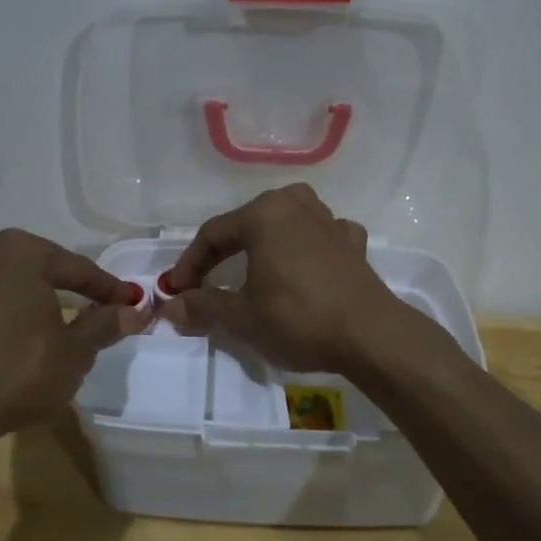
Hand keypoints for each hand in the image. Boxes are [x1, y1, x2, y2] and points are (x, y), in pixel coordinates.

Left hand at [0, 229, 150, 436]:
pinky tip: (34, 338)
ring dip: (47, 304)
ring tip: (73, 324)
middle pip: (48, 272)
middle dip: (77, 291)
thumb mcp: (75, 350)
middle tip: (107, 310)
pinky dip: (21, 316)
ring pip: (21, 288)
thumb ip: (106, 324)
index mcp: (21, 252)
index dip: (111, 289)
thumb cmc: (20, 370)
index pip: (79, 269)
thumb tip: (135, 311)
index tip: (135, 303)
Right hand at [159, 184, 411, 373]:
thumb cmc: (298, 318)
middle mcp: (296, 204)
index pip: (213, 234)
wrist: (370, 335)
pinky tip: (303, 266)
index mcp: (264, 213)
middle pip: (247, 224)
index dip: (189, 264)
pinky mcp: (353, 243)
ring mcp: (330, 220)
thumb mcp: (242, 316)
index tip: (176, 291)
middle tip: (205, 282)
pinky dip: (303, 249)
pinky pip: (318, 237)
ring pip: (285, 225)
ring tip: (251, 270)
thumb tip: (170, 307)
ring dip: (264, 246)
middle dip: (223, 254)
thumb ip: (203, 305)